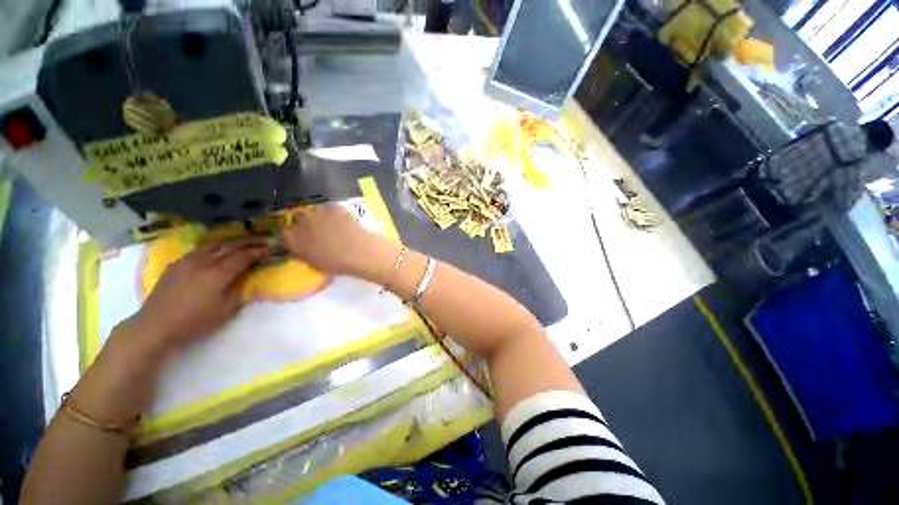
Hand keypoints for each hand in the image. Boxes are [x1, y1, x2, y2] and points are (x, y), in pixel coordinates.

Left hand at [123, 238, 270, 356]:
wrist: (156, 326)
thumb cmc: (195, 322)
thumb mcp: (226, 309)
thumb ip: (238, 288)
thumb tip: (245, 274)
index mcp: (218, 273)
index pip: (243, 256)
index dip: (258, 252)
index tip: (270, 249)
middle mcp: (203, 261)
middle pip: (229, 245)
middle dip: (249, 242)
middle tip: (263, 240)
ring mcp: (187, 260)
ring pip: (213, 244)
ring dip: (231, 241)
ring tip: (243, 241)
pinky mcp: (177, 264)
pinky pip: (200, 249)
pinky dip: (214, 246)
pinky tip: (218, 249)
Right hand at [282, 204, 396, 277]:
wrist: (359, 251)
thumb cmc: (337, 263)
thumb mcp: (315, 263)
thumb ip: (303, 253)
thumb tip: (299, 248)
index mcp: (293, 239)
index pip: (286, 235)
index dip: (294, 238)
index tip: (302, 241)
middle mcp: (301, 222)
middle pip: (299, 220)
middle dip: (306, 225)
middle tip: (318, 233)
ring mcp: (317, 212)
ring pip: (315, 212)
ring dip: (320, 218)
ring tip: (332, 226)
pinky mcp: (334, 207)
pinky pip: (330, 209)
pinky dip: (334, 213)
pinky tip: (342, 221)